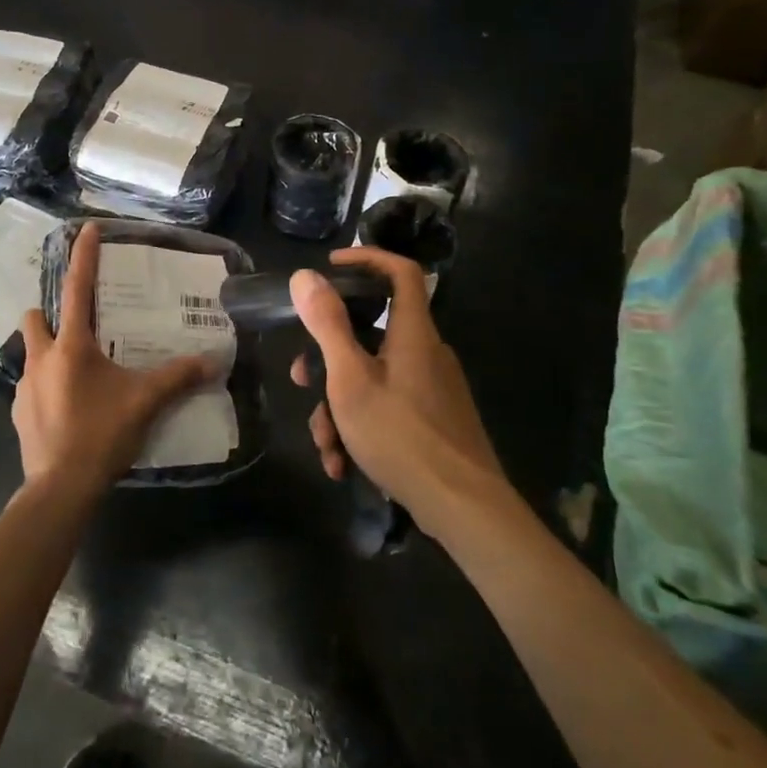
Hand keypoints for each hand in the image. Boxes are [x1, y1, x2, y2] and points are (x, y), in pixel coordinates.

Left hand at [14, 222, 214, 495]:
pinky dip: (47, 387)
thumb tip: (213, 360)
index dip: (83, 256)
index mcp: (70, 346)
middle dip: (49, 313)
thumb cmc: (101, 434)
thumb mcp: (145, 402)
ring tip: (78, 373)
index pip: (77, 289)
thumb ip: (178, 377)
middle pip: (34, 317)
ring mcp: (23, 387)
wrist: (60, 488)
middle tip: (77, 327)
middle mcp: (41, 358)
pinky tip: (68, 407)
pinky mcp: (18, 413)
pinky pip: (31, 387)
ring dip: (49, 353)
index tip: (86, 229)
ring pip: (31, 353)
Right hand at [289, 248, 505, 539]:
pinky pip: (388, 406)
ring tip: (326, 447)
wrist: (464, 508)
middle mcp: (426, 353)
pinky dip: (362, 427)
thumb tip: (304, 275)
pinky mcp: (433, 419)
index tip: (331, 267)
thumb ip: (327, 325)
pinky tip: (344, 464)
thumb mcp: (351, 379)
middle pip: (371, 334)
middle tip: (301, 381)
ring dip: (340, 408)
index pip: (401, 272)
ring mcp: (432, 388)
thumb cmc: (402, 435)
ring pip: (373, 379)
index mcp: (413, 333)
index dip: (367, 259)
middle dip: (329, 359)